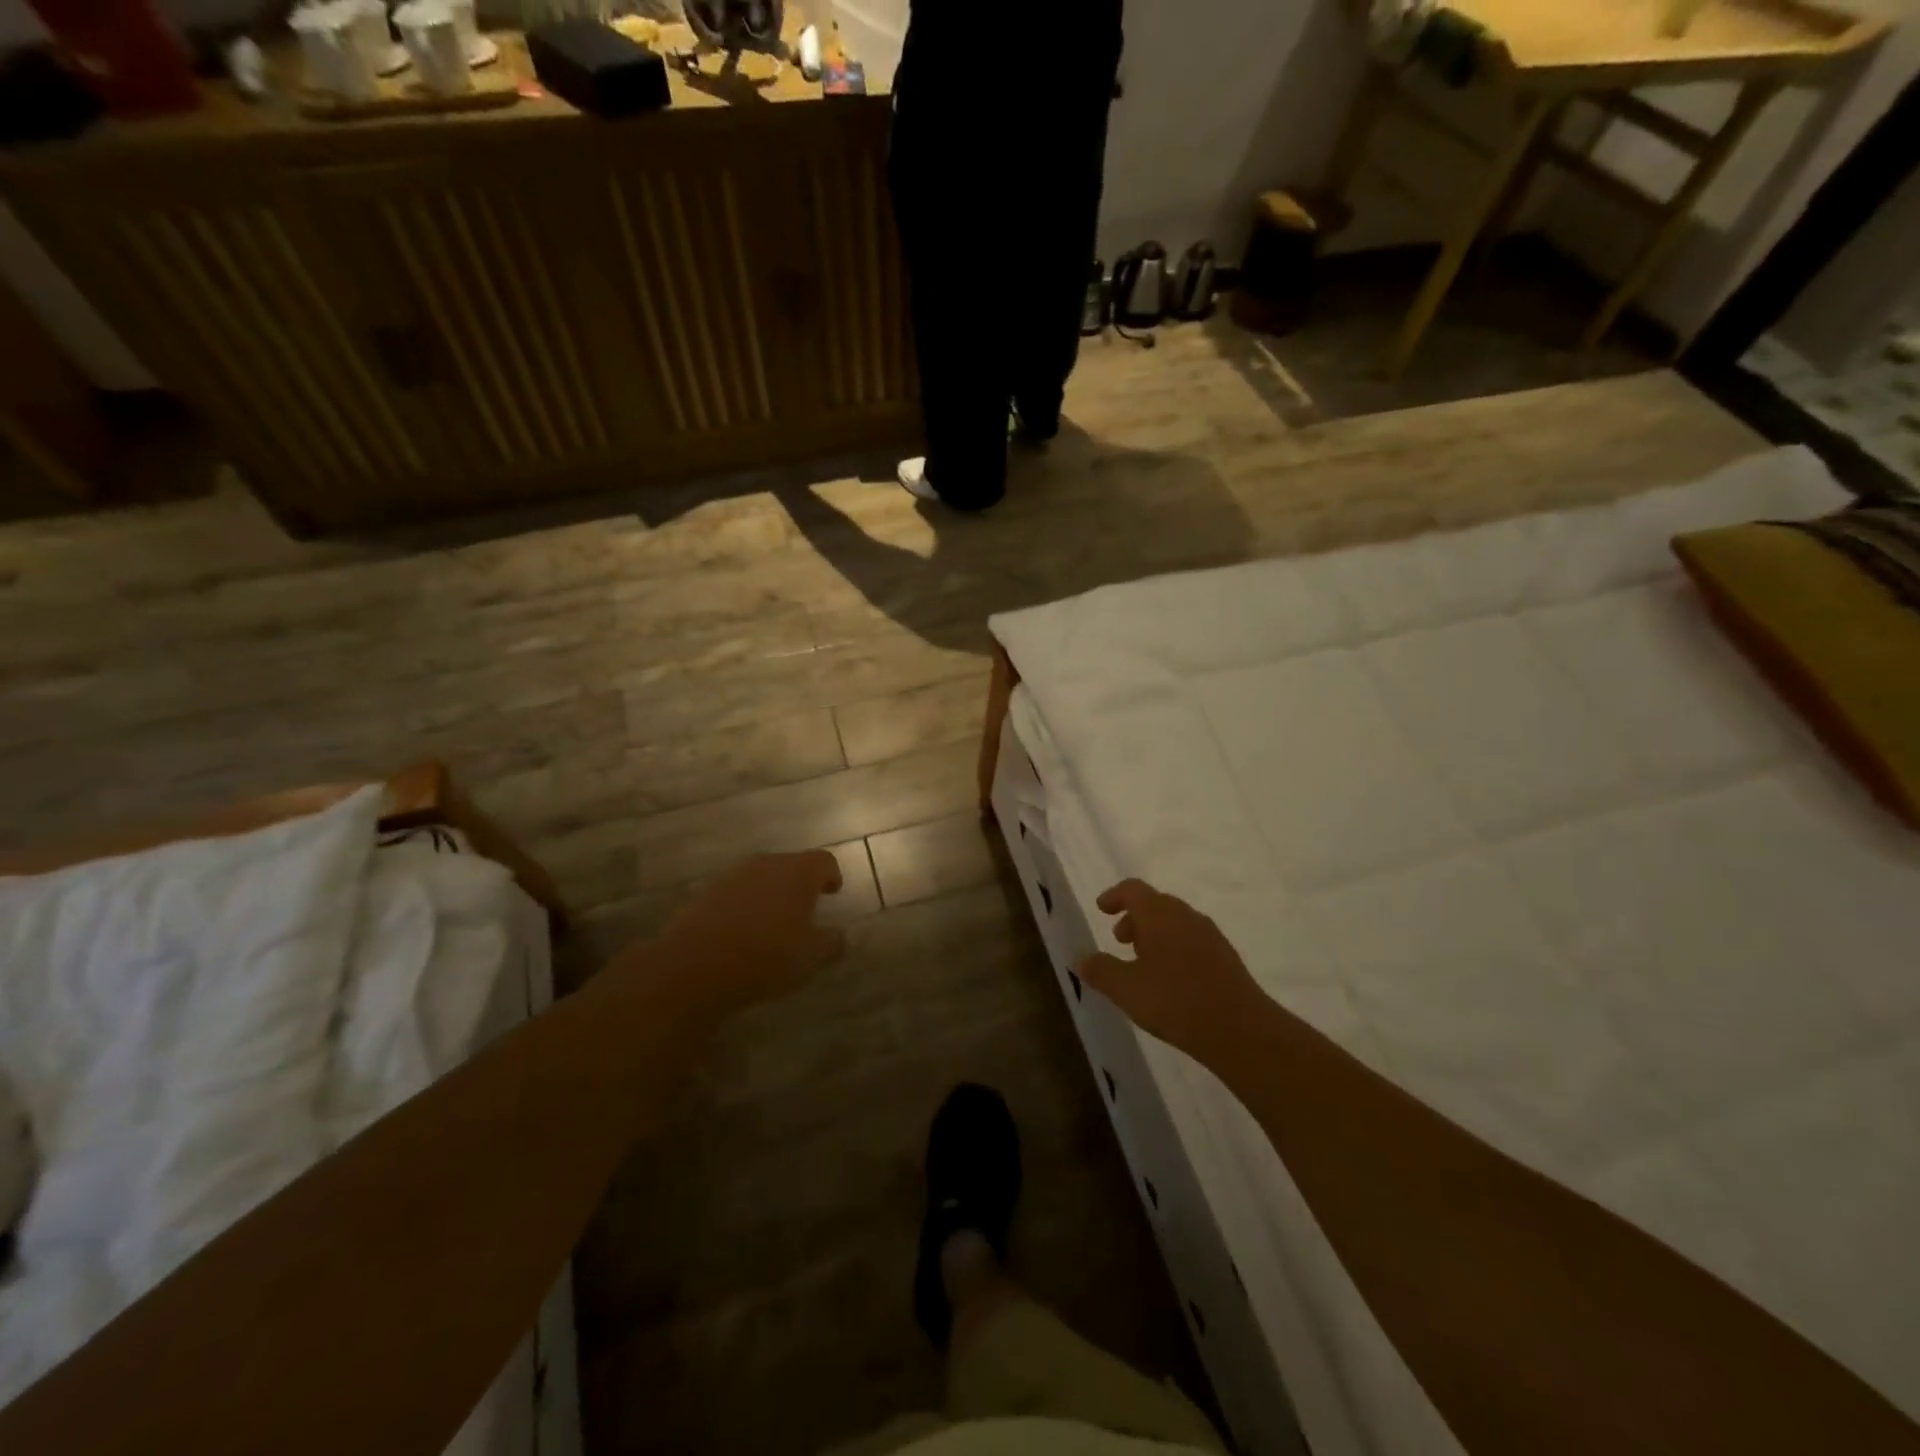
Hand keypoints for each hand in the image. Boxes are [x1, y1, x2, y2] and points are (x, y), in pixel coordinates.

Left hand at [654, 851, 846, 1012]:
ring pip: (761, 877)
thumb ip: (832, 943)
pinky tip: (741, 933)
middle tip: (804, 911)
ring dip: (770, 894)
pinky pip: (735, 893)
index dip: (831, 876)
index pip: (824, 861)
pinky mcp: (705, 892)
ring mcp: (732, 876)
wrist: (694, 966)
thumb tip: (841, 935)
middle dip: (799, 885)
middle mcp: (766, 864)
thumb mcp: (811, 957)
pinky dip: (744, 905)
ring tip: (772, 923)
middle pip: (791, 865)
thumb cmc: (766, 955)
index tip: (832, 893)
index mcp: (798, 872)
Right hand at [1080, 880, 1266, 1061]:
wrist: (1240, 1029)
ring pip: (1175, 922)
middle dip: (1134, 917)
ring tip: (1142, 962)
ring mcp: (1209, 935)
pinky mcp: (1225, 957)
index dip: (1115, 896)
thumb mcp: (1126, 989)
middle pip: (1155, 904)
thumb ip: (1101, 970)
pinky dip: (1174, 948)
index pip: (1133, 889)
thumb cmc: (1175, 1001)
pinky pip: (1192, 940)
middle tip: (1119, 940)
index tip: (1101, 908)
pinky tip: (1170, 979)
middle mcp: (1185, 915)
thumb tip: (1081, 958)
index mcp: (1159, 913)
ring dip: (1155, 934)